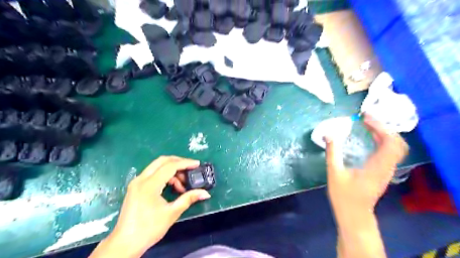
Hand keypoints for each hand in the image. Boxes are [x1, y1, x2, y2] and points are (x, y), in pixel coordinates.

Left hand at [92, 157, 209, 256]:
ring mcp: (136, 182)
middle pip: (162, 161)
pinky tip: (172, 187)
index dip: (185, 163)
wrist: (125, 243)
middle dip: (178, 162)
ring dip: (172, 170)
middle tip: (191, 169)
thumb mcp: (172, 213)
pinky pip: (153, 174)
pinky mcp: (135, 187)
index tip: (197, 164)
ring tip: (182, 185)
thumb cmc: (149, 229)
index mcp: (149, 185)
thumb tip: (206, 193)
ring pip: (157, 166)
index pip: (170, 166)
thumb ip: (189, 199)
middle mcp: (141, 179)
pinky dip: (164, 176)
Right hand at [325, 115, 407, 257]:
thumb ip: (332, 152)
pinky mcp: (383, 171)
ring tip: (367, 124)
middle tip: (366, 118)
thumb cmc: (343, 195)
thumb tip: (329, 134)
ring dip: (384, 133)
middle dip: (383, 127)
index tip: (365, 117)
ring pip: (395, 146)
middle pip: (397, 142)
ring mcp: (387, 169)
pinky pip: (389, 151)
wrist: (354, 214)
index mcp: (377, 167)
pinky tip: (370, 136)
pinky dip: (382, 140)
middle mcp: (386, 167)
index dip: (381, 127)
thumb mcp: (334, 173)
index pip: (390, 142)